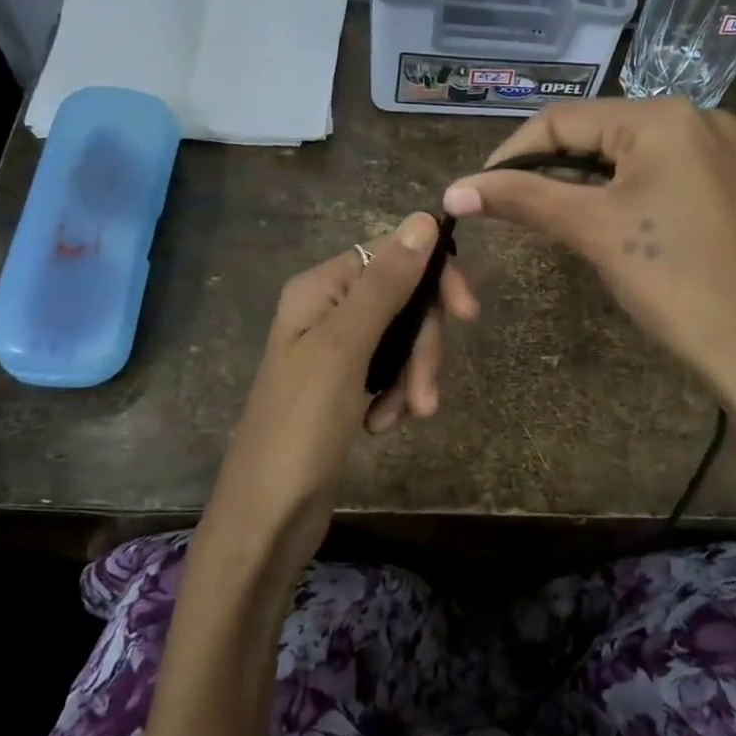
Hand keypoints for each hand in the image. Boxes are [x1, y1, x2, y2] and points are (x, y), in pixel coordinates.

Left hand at [203, 212, 479, 566]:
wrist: (267, 516)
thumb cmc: (300, 427)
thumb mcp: (345, 349)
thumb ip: (386, 284)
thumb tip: (424, 218)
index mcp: (320, 289)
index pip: (392, 255)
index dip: (433, 279)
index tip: (468, 314)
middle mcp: (327, 310)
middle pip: (403, 301)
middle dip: (421, 346)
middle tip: (425, 396)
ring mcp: (336, 351)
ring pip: (401, 340)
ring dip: (411, 377)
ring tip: (403, 418)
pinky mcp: (345, 387)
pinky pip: (389, 373)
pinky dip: (395, 396)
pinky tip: (382, 426)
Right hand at [441, 98, 735, 412]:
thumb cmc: (674, 280)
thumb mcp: (593, 230)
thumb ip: (524, 199)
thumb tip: (454, 190)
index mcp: (662, 116)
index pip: (564, 119)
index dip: (512, 153)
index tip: (479, 191)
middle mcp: (699, 118)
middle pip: (600, 133)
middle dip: (551, 169)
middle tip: (515, 211)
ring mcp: (725, 152)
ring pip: (632, 156)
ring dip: (586, 183)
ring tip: (556, 220)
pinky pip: (666, 175)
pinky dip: (627, 193)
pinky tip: (614, 226)